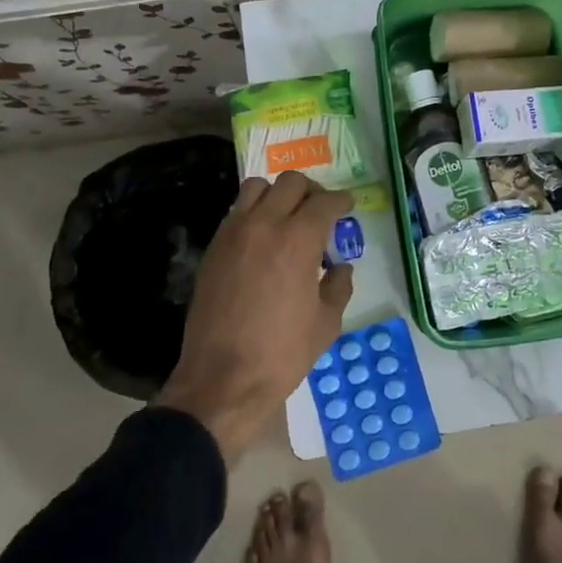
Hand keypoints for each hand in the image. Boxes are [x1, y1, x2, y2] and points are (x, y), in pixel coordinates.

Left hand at [158, 172, 354, 459]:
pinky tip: (263, 239)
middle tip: (321, 210)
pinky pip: (236, 212)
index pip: (324, 202)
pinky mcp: (213, 248)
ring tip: (287, 217)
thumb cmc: (282, 353)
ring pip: (257, 187)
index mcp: (298, 240)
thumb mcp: (326, 322)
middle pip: (291, 182)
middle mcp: (264, 225)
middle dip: (312, 191)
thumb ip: (339, 286)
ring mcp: (233, 233)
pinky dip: (254, 212)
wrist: (223, 379)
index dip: (341, 200)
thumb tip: (341, 267)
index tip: (348, 205)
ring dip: (278, 194)